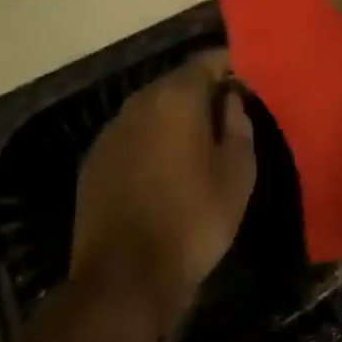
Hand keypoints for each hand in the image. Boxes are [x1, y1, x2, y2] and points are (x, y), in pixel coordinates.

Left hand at [69, 53, 256, 326]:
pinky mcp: (94, 159)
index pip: (208, 60)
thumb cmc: (192, 222)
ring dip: (174, 118)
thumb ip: (239, 125)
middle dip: (203, 93)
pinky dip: (150, 141)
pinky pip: (132, 135)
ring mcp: (112, 129)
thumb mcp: (237, 175)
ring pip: (153, 108)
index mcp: (177, 96)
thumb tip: (230, 100)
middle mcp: (140, 100)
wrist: (123, 281)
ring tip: (196, 145)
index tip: (247, 84)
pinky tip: (162, 171)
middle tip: (226, 117)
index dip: (231, 68)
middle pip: (178, 81)